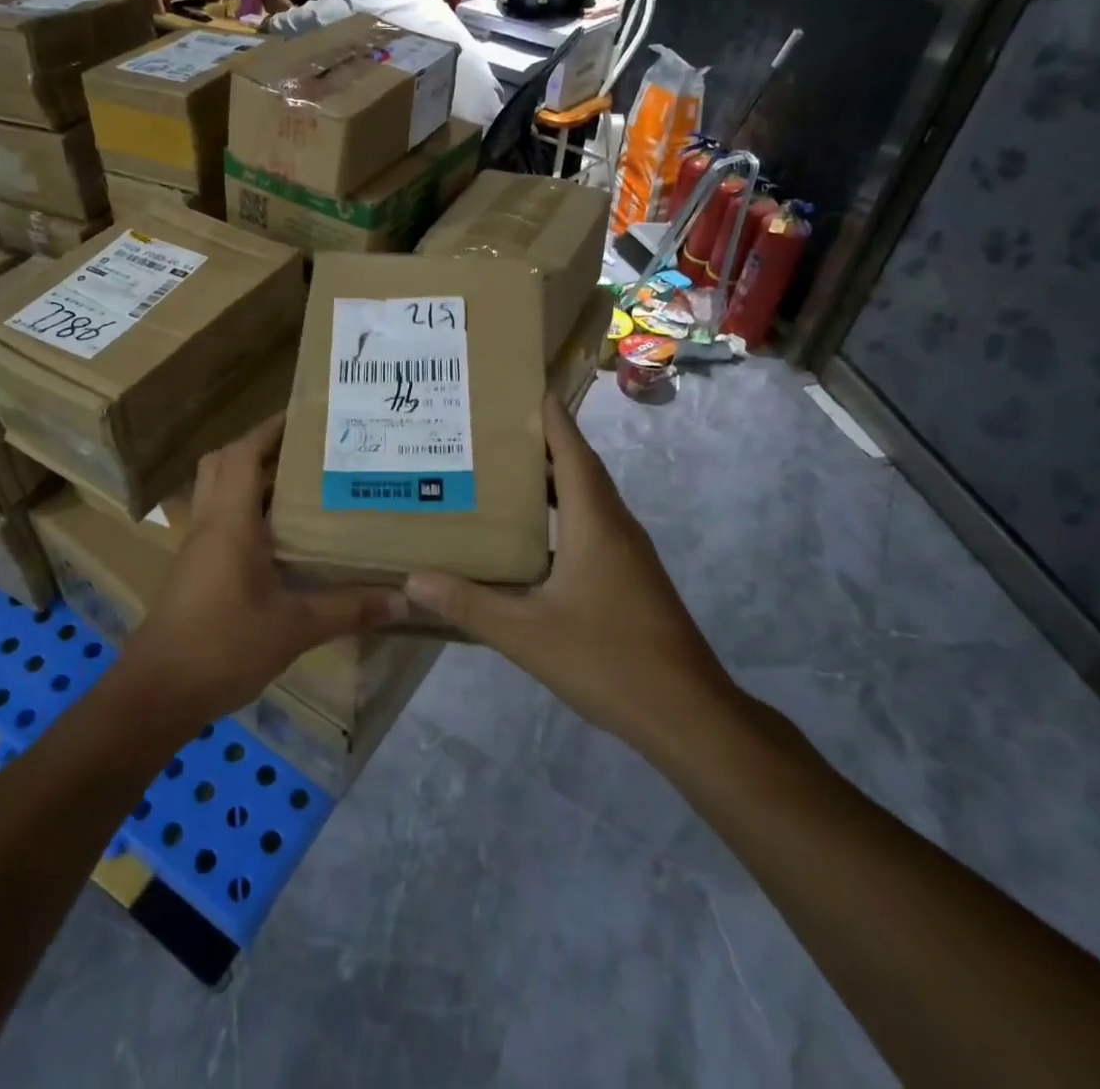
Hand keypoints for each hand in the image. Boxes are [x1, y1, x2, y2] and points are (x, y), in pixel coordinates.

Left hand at [118, 413, 404, 724]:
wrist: (157, 694)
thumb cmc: (222, 646)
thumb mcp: (294, 627)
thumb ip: (348, 609)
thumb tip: (404, 598)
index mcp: (229, 521)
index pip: (242, 453)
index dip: (270, 428)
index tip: (305, 414)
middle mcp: (209, 523)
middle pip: (223, 463)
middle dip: (259, 447)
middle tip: (305, 450)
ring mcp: (198, 547)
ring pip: (218, 491)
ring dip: (251, 478)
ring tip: (301, 483)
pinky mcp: (196, 570)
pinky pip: (220, 521)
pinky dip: (246, 511)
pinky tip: (281, 535)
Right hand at [404, 395, 741, 749]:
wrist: (686, 712)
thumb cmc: (607, 659)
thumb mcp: (526, 634)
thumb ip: (469, 604)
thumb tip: (413, 578)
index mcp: (594, 521)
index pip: (571, 449)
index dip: (548, 415)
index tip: (519, 386)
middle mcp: (614, 524)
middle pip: (578, 466)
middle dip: (540, 442)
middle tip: (490, 430)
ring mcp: (627, 551)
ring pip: (586, 497)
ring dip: (550, 479)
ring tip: (500, 474)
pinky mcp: (630, 575)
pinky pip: (591, 525)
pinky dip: (560, 514)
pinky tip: (529, 537)